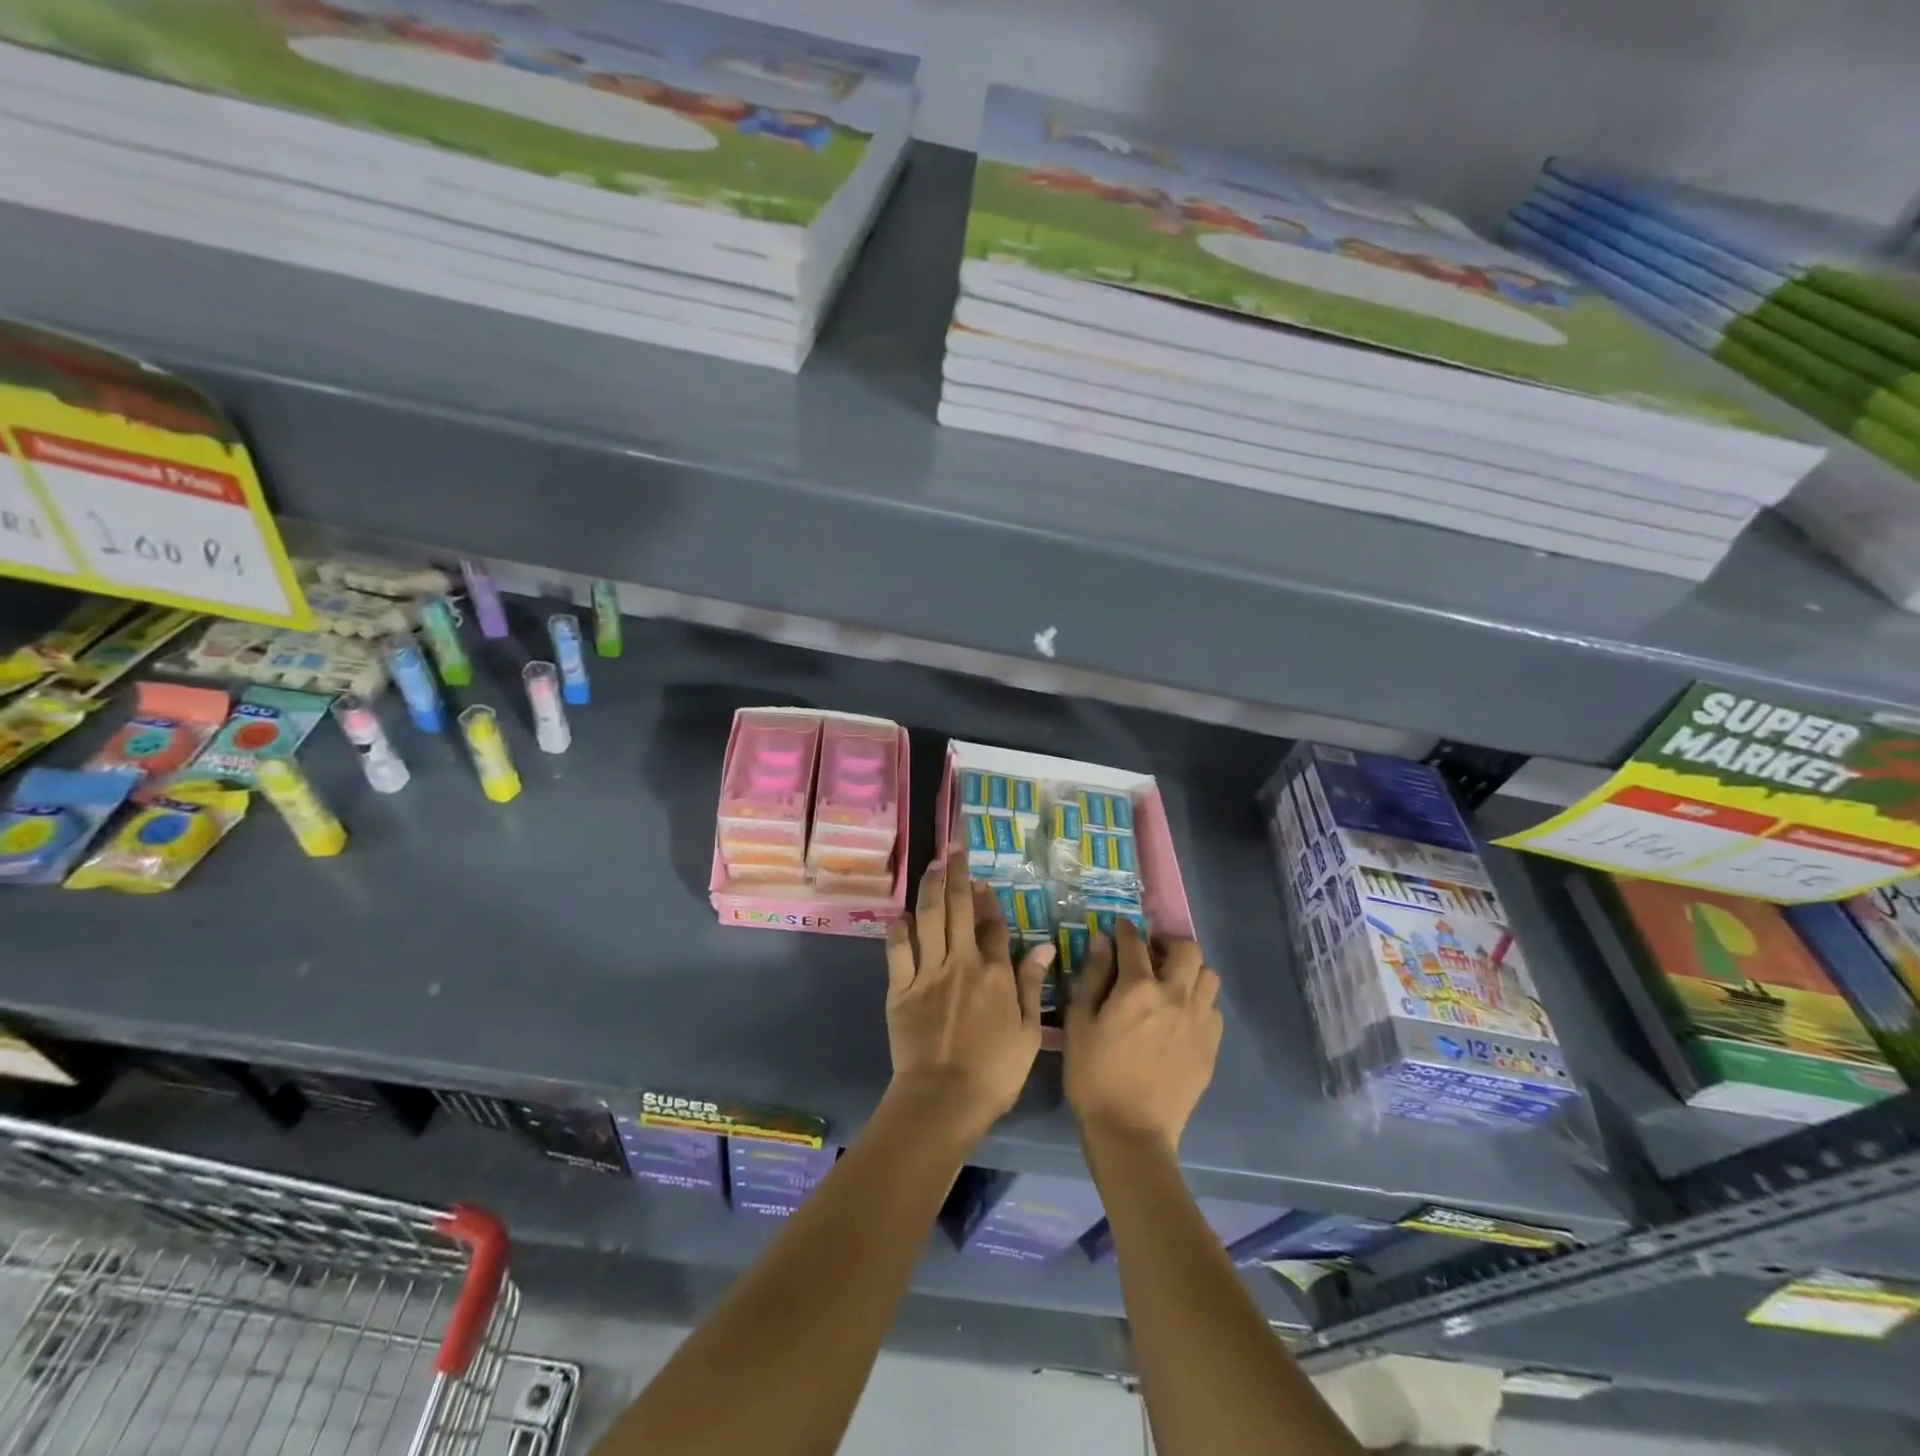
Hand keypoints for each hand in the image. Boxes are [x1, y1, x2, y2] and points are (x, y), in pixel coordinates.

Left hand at [885, 850, 1054, 1139]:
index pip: (993, 927)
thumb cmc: (994, 1072)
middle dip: (958, 875)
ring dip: (930, 888)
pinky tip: (902, 915)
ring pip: (929, 919)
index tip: (982, 881)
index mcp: (995, 974)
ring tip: (932, 865)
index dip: (988, 901)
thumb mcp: (1028, 1032)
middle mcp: (962, 963)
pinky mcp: (901, 988)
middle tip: (955, 848)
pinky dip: (900, 929)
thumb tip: (1045, 947)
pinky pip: (898, 950)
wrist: (943, 1099)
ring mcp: (928, 973)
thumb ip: (1032, 986)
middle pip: (959, 909)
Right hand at [1064, 921, 1221, 1153]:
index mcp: (1138, 988)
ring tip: (1170, 982)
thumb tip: (1103, 941)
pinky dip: (1198, 1001)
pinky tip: (1181, 1016)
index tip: (1119, 928)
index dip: (1125, 930)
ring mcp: (1198, 1021)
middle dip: (1168, 943)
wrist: (1131, 1132)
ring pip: (1208, 975)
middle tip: (1151, 954)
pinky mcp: (1210, 1046)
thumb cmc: (1094, 1075)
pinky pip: (1213, 1008)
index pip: (1134, 942)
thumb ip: (1092, 977)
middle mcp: (1175, 995)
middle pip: (1187, 949)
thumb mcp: (1079, 1023)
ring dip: (1190, 970)